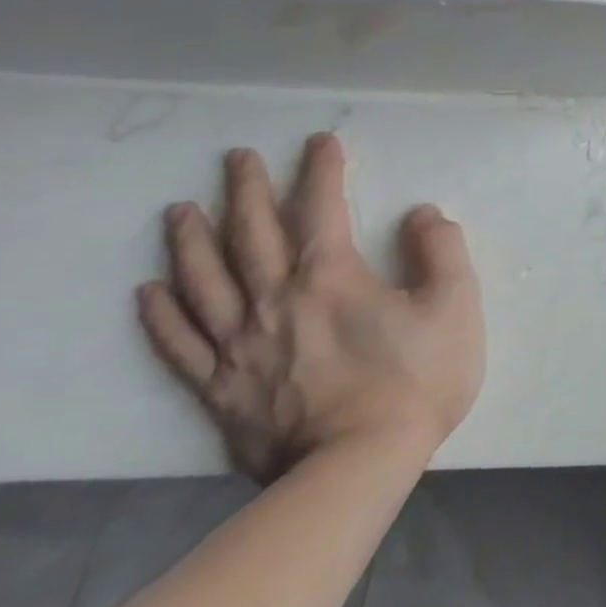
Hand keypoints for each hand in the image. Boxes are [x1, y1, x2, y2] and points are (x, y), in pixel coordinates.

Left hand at [137, 134, 484, 482]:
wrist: (357, 464)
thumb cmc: (418, 377)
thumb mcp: (455, 304)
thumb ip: (441, 250)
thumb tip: (421, 214)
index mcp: (332, 277)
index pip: (321, 209)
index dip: (321, 171)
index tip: (321, 142)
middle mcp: (275, 301)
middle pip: (251, 236)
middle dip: (246, 191)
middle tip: (237, 159)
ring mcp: (240, 346)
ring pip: (204, 282)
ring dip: (191, 242)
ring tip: (180, 211)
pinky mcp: (220, 388)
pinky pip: (180, 343)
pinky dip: (161, 314)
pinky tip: (150, 292)